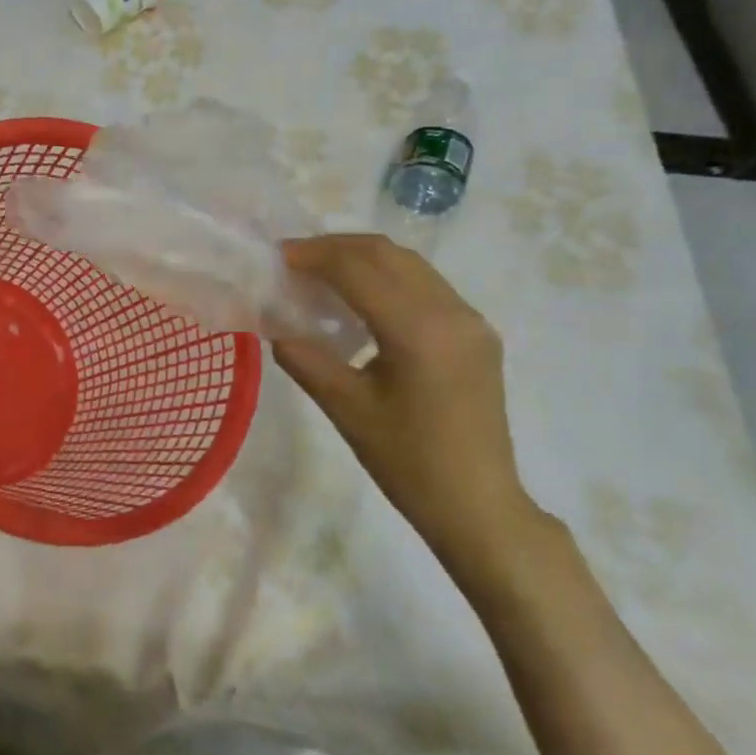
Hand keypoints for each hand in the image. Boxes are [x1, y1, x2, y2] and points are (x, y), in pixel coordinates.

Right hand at [273, 234, 542, 583]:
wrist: (478, 506)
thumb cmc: (408, 463)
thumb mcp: (347, 410)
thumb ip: (306, 360)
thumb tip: (276, 328)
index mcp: (418, 330)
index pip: (358, 269)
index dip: (313, 256)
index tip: (277, 257)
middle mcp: (451, 311)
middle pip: (387, 254)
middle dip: (336, 248)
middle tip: (295, 261)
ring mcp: (471, 320)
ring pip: (410, 265)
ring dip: (364, 260)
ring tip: (323, 275)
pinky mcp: (477, 334)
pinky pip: (427, 286)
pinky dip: (388, 280)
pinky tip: (363, 302)